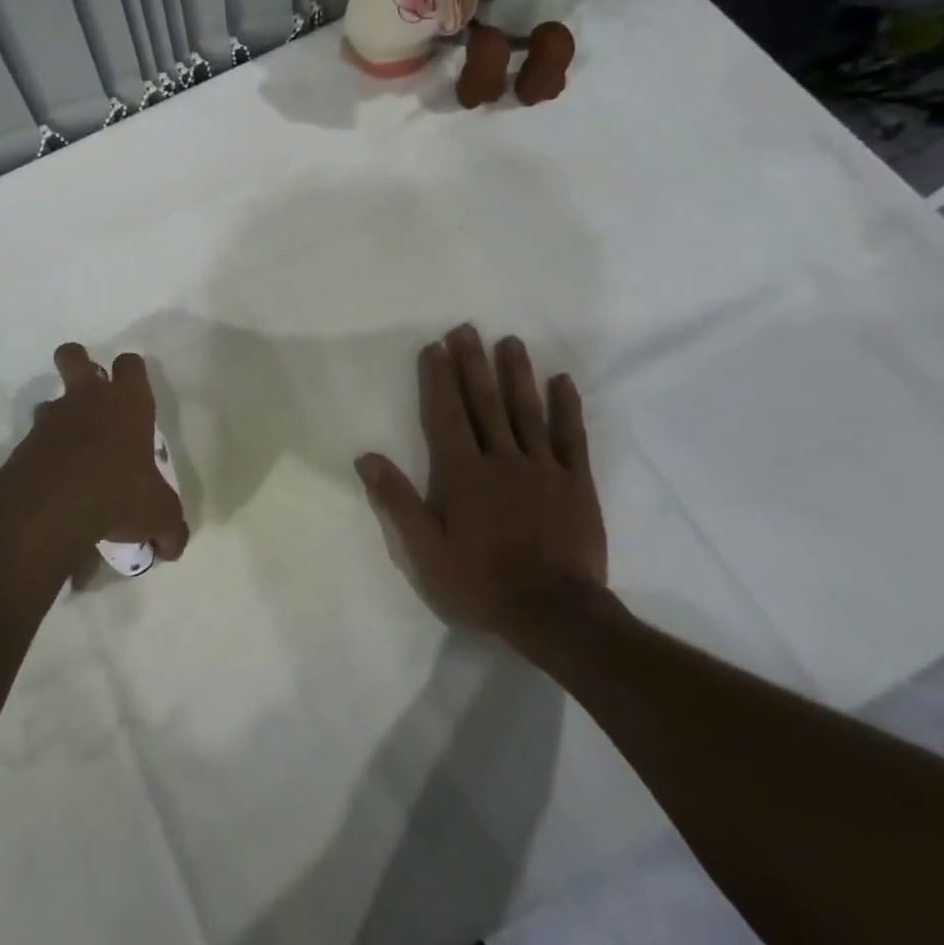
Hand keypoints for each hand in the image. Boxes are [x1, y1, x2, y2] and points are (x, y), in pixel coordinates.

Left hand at [5, 342, 188, 564]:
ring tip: (70, 449)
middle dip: (78, 363)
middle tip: (88, 392)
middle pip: (74, 355)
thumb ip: (169, 528)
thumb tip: (173, 546)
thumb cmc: (119, 494)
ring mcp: (51, 418)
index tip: (133, 394)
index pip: (131, 364)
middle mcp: (88, 399)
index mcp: (128, 403)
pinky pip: (34, 439)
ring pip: (50, 398)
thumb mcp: (158, 515)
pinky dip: (42, 453)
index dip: (131, 373)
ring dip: (58, 415)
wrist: (53, 507)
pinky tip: (54, 481)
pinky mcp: (24, 443)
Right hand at [356, 325, 605, 657]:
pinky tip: (561, 381)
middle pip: (485, 403)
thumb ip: (397, 501)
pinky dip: (566, 407)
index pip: (447, 415)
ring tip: (510, 341)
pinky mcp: (576, 483)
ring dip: (516, 374)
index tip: (435, 347)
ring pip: (527, 411)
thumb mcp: (426, 552)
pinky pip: (571, 437)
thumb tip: (367, 457)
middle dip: (473, 364)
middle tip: (467, 329)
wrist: (556, 615)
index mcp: (463, 474)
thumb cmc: (482, 585)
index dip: (439, 379)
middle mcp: (502, 460)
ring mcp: (543, 468)